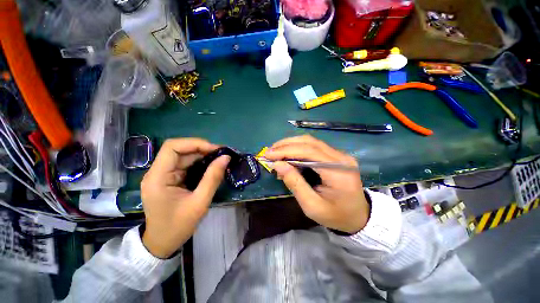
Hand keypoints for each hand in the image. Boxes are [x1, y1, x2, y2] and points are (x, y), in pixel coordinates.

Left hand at [140, 138, 229, 257]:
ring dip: (203, 156)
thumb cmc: (178, 226)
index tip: (215, 149)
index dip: (195, 143)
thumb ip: (213, 178)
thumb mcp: (200, 202)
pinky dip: (200, 163)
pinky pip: (186, 165)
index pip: (172, 147)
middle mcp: (157, 172)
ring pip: (184, 156)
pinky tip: (212, 166)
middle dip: (202, 149)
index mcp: (158, 177)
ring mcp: (163, 175)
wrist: (162, 243)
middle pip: (179, 150)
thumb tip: (226, 158)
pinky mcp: (170, 179)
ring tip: (220, 159)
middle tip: (222, 154)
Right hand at [264, 135, 369, 233]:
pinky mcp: (337, 156)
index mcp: (338, 172)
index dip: (286, 151)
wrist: (358, 216)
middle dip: (286, 145)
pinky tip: (288, 154)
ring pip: (311, 141)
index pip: (309, 152)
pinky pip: (314, 147)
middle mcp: (341, 158)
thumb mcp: (312, 206)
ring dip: (291, 144)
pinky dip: (298, 148)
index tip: (268, 155)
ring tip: (276, 151)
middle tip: (269, 152)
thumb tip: (277, 165)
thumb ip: (294, 183)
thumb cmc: (335, 215)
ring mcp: (340, 155)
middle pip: (310, 142)